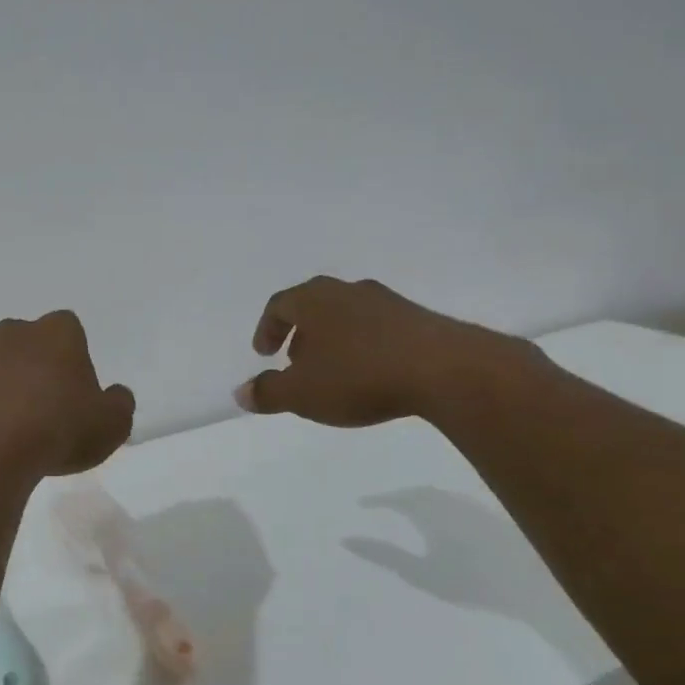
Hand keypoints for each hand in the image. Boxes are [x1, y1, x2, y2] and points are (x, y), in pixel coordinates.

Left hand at [0, 311, 135, 479]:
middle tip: (47, 410)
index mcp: (57, 333)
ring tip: (14, 431)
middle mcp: (13, 334)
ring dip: (4, 388)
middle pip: (29, 343)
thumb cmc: (59, 429)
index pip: (70, 329)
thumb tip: (114, 395)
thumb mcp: (113, 424)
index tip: (78, 392)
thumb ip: (119, 404)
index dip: (75, 358)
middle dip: (36, 368)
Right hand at [236, 276, 529, 426]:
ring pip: (346, 315)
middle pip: (313, 305)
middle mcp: (347, 290)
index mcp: (314, 299)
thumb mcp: (302, 393)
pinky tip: (372, 372)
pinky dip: (363, 345)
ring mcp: (386, 301)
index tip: (264, 353)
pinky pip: (377, 327)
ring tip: (334, 371)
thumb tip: (240, 393)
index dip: (267, 329)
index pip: (279, 305)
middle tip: (295, 362)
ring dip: (333, 339)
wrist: (443, 369)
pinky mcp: (417, 317)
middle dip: (300, 334)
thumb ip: (268, 392)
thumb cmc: (359, 376)